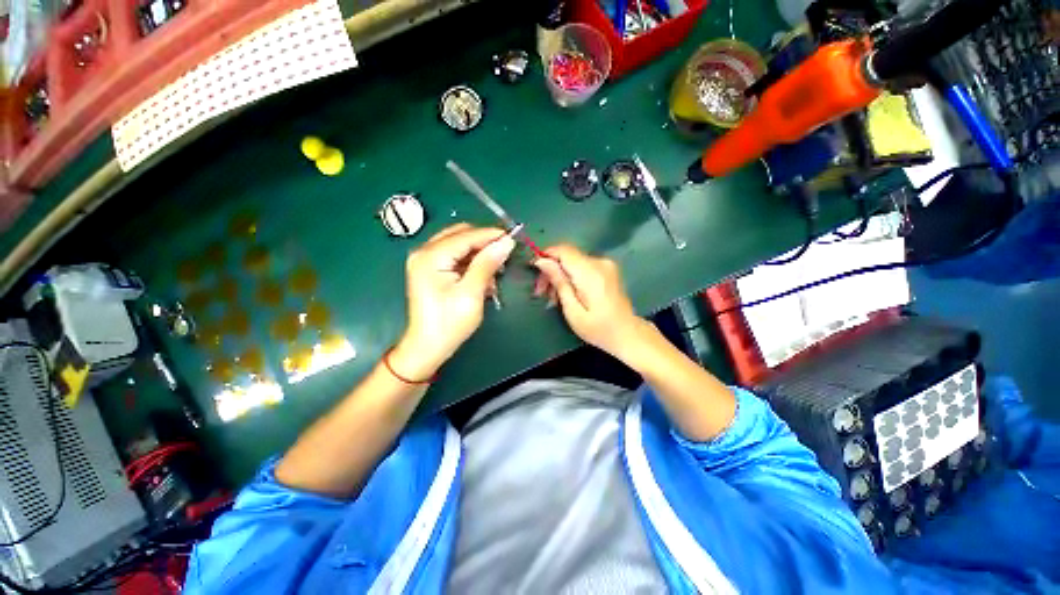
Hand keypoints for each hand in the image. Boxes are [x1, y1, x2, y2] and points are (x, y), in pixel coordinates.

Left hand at [391, 224, 514, 379]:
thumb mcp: (471, 293)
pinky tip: (483, 274)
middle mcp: (424, 252)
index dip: (491, 235)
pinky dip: (471, 261)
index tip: (513, 238)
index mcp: (431, 256)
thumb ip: (487, 264)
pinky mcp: (430, 269)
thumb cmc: (449, 323)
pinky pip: (455, 256)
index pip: (466, 235)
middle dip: (484, 242)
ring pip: (459, 244)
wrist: (428, 347)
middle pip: (461, 234)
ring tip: (496, 268)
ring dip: (479, 253)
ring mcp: (425, 260)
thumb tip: (506, 242)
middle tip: (505, 253)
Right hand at [532, 244, 645, 358]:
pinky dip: (571, 275)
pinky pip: (582, 265)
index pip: (563, 250)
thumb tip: (541, 261)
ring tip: (553, 297)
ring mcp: (605, 264)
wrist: (626, 333)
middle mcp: (599, 262)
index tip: (534, 271)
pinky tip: (567, 292)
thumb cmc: (597, 328)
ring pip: (573, 261)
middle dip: (551, 270)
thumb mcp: (572, 310)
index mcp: (590, 273)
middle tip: (540, 292)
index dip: (545, 255)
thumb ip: (559, 282)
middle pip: (567, 256)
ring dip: (560, 274)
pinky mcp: (607, 268)